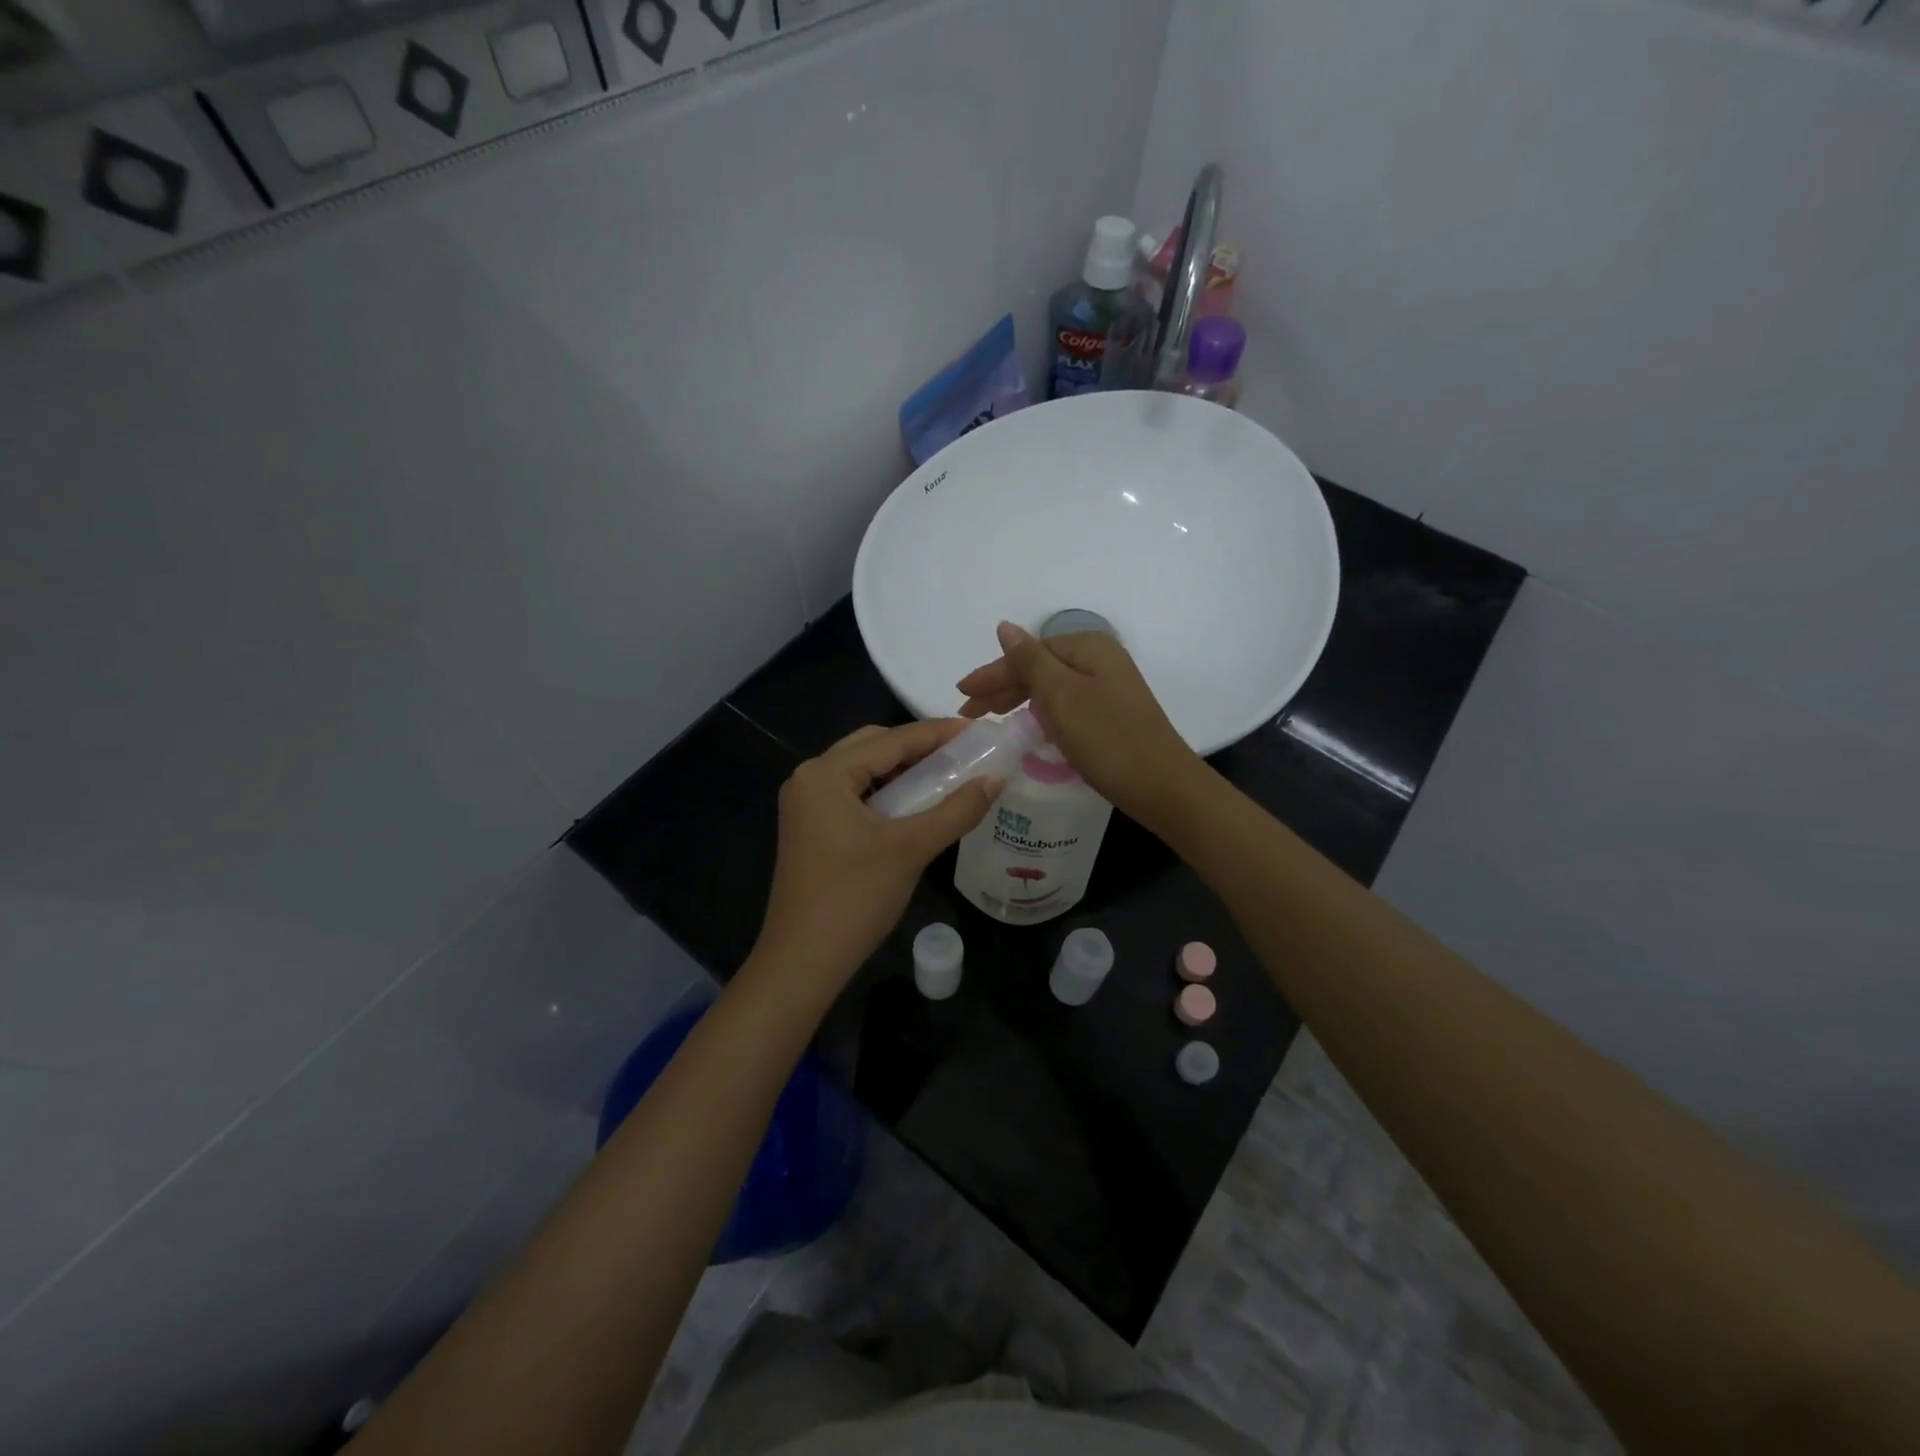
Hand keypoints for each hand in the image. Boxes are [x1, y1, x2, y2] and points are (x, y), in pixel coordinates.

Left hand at [751, 720, 999, 995]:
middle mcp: (810, 778)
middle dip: (920, 748)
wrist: (803, 961)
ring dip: (904, 771)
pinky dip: (888, 793)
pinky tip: (918, 804)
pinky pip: (855, 794)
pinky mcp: (811, 828)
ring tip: (948, 776)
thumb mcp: (911, 848)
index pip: (891, 739)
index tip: (980, 732)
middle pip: (874, 747)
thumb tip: (997, 778)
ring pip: (864, 771)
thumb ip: (957, 809)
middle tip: (965, 755)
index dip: (938, 733)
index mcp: (825, 773)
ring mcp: (806, 805)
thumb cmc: (855, 898)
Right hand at [956, 622, 1204, 831]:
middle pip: (1039, 668)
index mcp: (1088, 647)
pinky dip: (1041, 713)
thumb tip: (1005, 627)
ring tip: (990, 719)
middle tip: (969, 713)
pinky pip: (1065, 705)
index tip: (961, 695)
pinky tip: (1028, 726)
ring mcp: (1108, 688)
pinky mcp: (1111, 714)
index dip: (992, 674)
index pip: (1027, 654)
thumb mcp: (1062, 695)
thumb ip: (1029, 660)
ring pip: (1051, 688)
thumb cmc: (1107, 738)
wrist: (1162, 786)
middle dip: (1002, 688)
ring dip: (1019, 700)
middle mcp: (1100, 660)